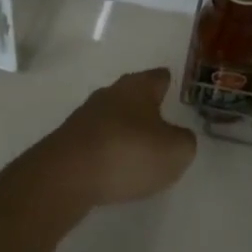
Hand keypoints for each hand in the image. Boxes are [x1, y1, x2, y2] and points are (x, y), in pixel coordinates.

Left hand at [29, 67, 196, 214]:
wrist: (66, 175)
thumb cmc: (128, 153)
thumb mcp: (175, 152)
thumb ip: (184, 142)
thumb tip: (178, 137)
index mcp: (139, 86)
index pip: (159, 77)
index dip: (169, 84)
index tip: (175, 93)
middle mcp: (111, 93)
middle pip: (133, 94)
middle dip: (145, 107)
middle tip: (160, 125)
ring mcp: (86, 115)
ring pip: (113, 117)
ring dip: (124, 130)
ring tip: (137, 151)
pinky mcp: (69, 140)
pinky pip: (96, 140)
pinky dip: (106, 150)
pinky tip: (112, 169)